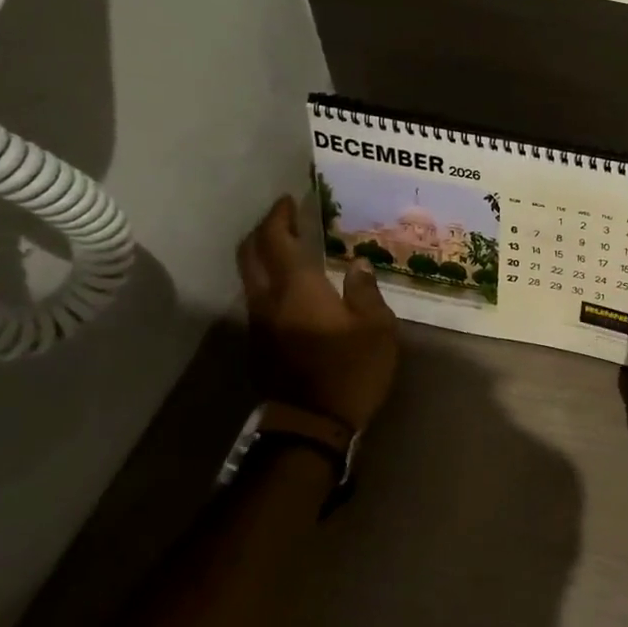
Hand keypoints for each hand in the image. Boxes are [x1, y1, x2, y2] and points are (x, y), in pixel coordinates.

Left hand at [237, 195, 399, 441]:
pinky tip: (294, 287)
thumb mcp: (377, 329)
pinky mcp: (259, 343)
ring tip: (291, 249)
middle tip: (285, 219)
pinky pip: (257, 297)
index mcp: (298, 289)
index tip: (289, 200)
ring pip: (249, 276)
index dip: (279, 216)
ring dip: (263, 256)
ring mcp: (259, 323)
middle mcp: (268, 299)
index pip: (276, 240)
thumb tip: (358, 265)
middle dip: (263, 230)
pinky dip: (268, 280)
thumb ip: (366, 292)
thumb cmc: (351, 371)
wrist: (311, 426)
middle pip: (250, 253)